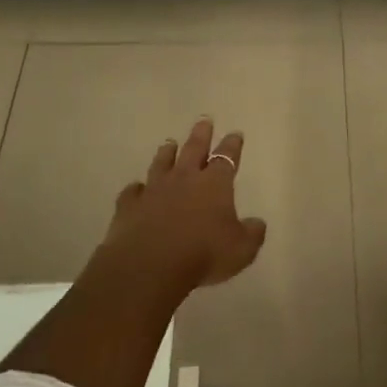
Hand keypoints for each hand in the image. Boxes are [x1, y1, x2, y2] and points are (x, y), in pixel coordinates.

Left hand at [102, 118, 266, 287]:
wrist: (149, 266)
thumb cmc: (203, 255)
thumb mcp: (241, 250)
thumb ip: (251, 234)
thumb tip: (257, 223)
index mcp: (214, 184)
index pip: (226, 158)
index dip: (232, 145)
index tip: (235, 133)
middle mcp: (184, 179)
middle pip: (193, 149)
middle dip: (201, 134)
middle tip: (204, 120)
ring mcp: (154, 190)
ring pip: (162, 163)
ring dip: (167, 153)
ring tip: (169, 143)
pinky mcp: (129, 206)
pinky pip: (133, 191)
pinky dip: (136, 188)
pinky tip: (136, 188)